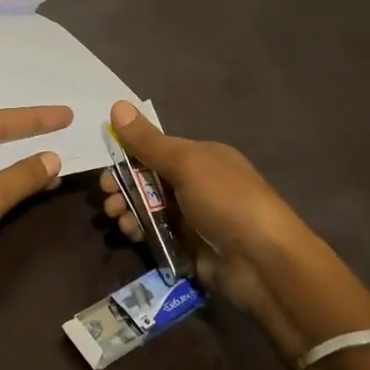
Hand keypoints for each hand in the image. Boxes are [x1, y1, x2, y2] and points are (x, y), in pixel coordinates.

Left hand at [0, 106, 71, 326]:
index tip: (66, 115)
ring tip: (65, 158)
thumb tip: (55, 157)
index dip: (32, 118)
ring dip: (28, 166)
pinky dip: (21, 188)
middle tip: (68, 129)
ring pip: (0, 169)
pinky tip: (46, 187)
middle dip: (30, 137)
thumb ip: (22, 175)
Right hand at [98, 101, 369, 357]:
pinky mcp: (187, 248)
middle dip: (123, 185)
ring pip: (148, 207)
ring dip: (127, 208)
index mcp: (201, 158)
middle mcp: (197, 184)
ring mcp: (192, 217)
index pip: (156, 150)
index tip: (105, 164)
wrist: (264, 263)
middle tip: (106, 195)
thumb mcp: (186, 164)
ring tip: (116, 217)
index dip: (128, 154)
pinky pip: (155, 234)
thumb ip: (148, 141)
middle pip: (148, 179)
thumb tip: (117, 105)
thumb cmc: (227, 201)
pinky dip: (139, 231)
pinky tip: (130, 233)